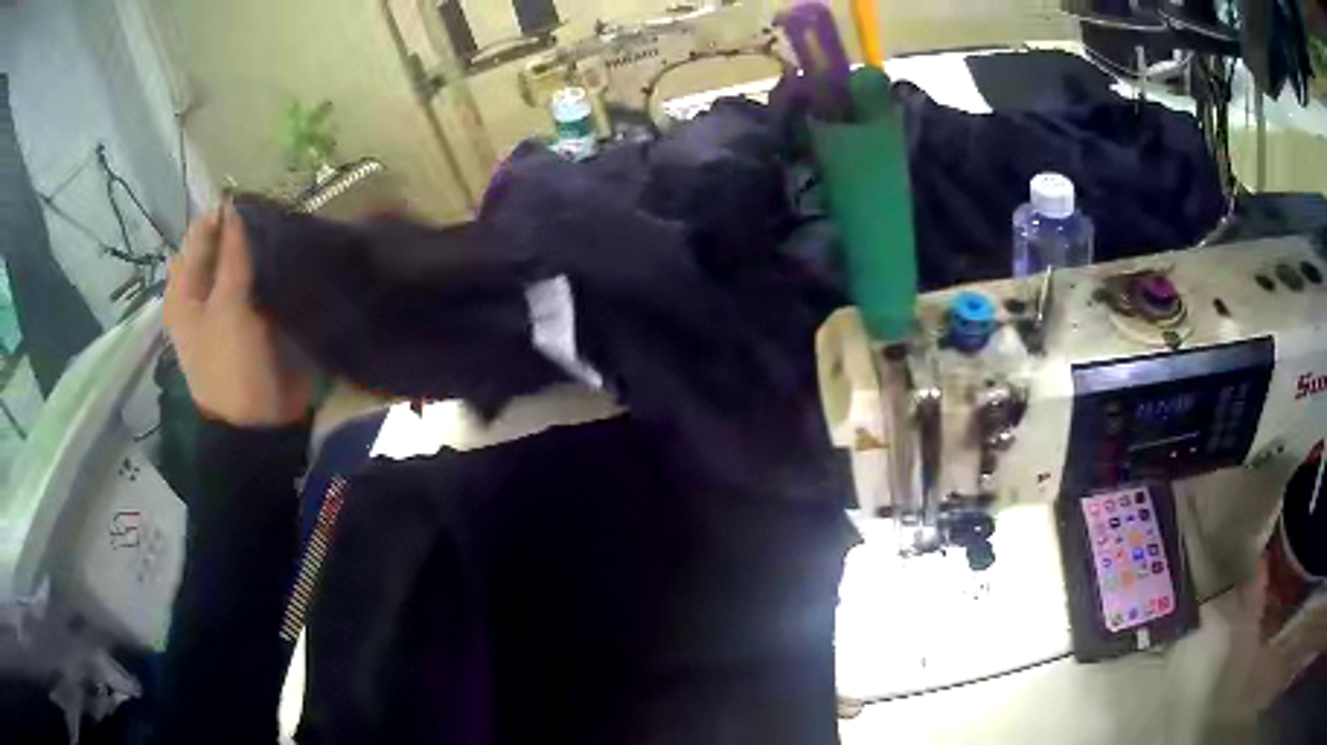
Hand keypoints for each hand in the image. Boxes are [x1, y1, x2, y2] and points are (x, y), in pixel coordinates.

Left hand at [164, 202, 310, 426]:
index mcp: (182, 293)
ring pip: (239, 264)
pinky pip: (255, 283)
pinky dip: (266, 270)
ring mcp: (224, 308)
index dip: (222, 217)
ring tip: (281, 233)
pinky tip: (283, 258)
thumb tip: (233, 203)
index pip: (198, 237)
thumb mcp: (228, 306)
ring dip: (256, 250)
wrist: (257, 424)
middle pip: (218, 249)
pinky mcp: (247, 319)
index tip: (253, 202)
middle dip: (241, 233)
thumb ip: (232, 254)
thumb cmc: (232, 365)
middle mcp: (199, 296)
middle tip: (271, 217)